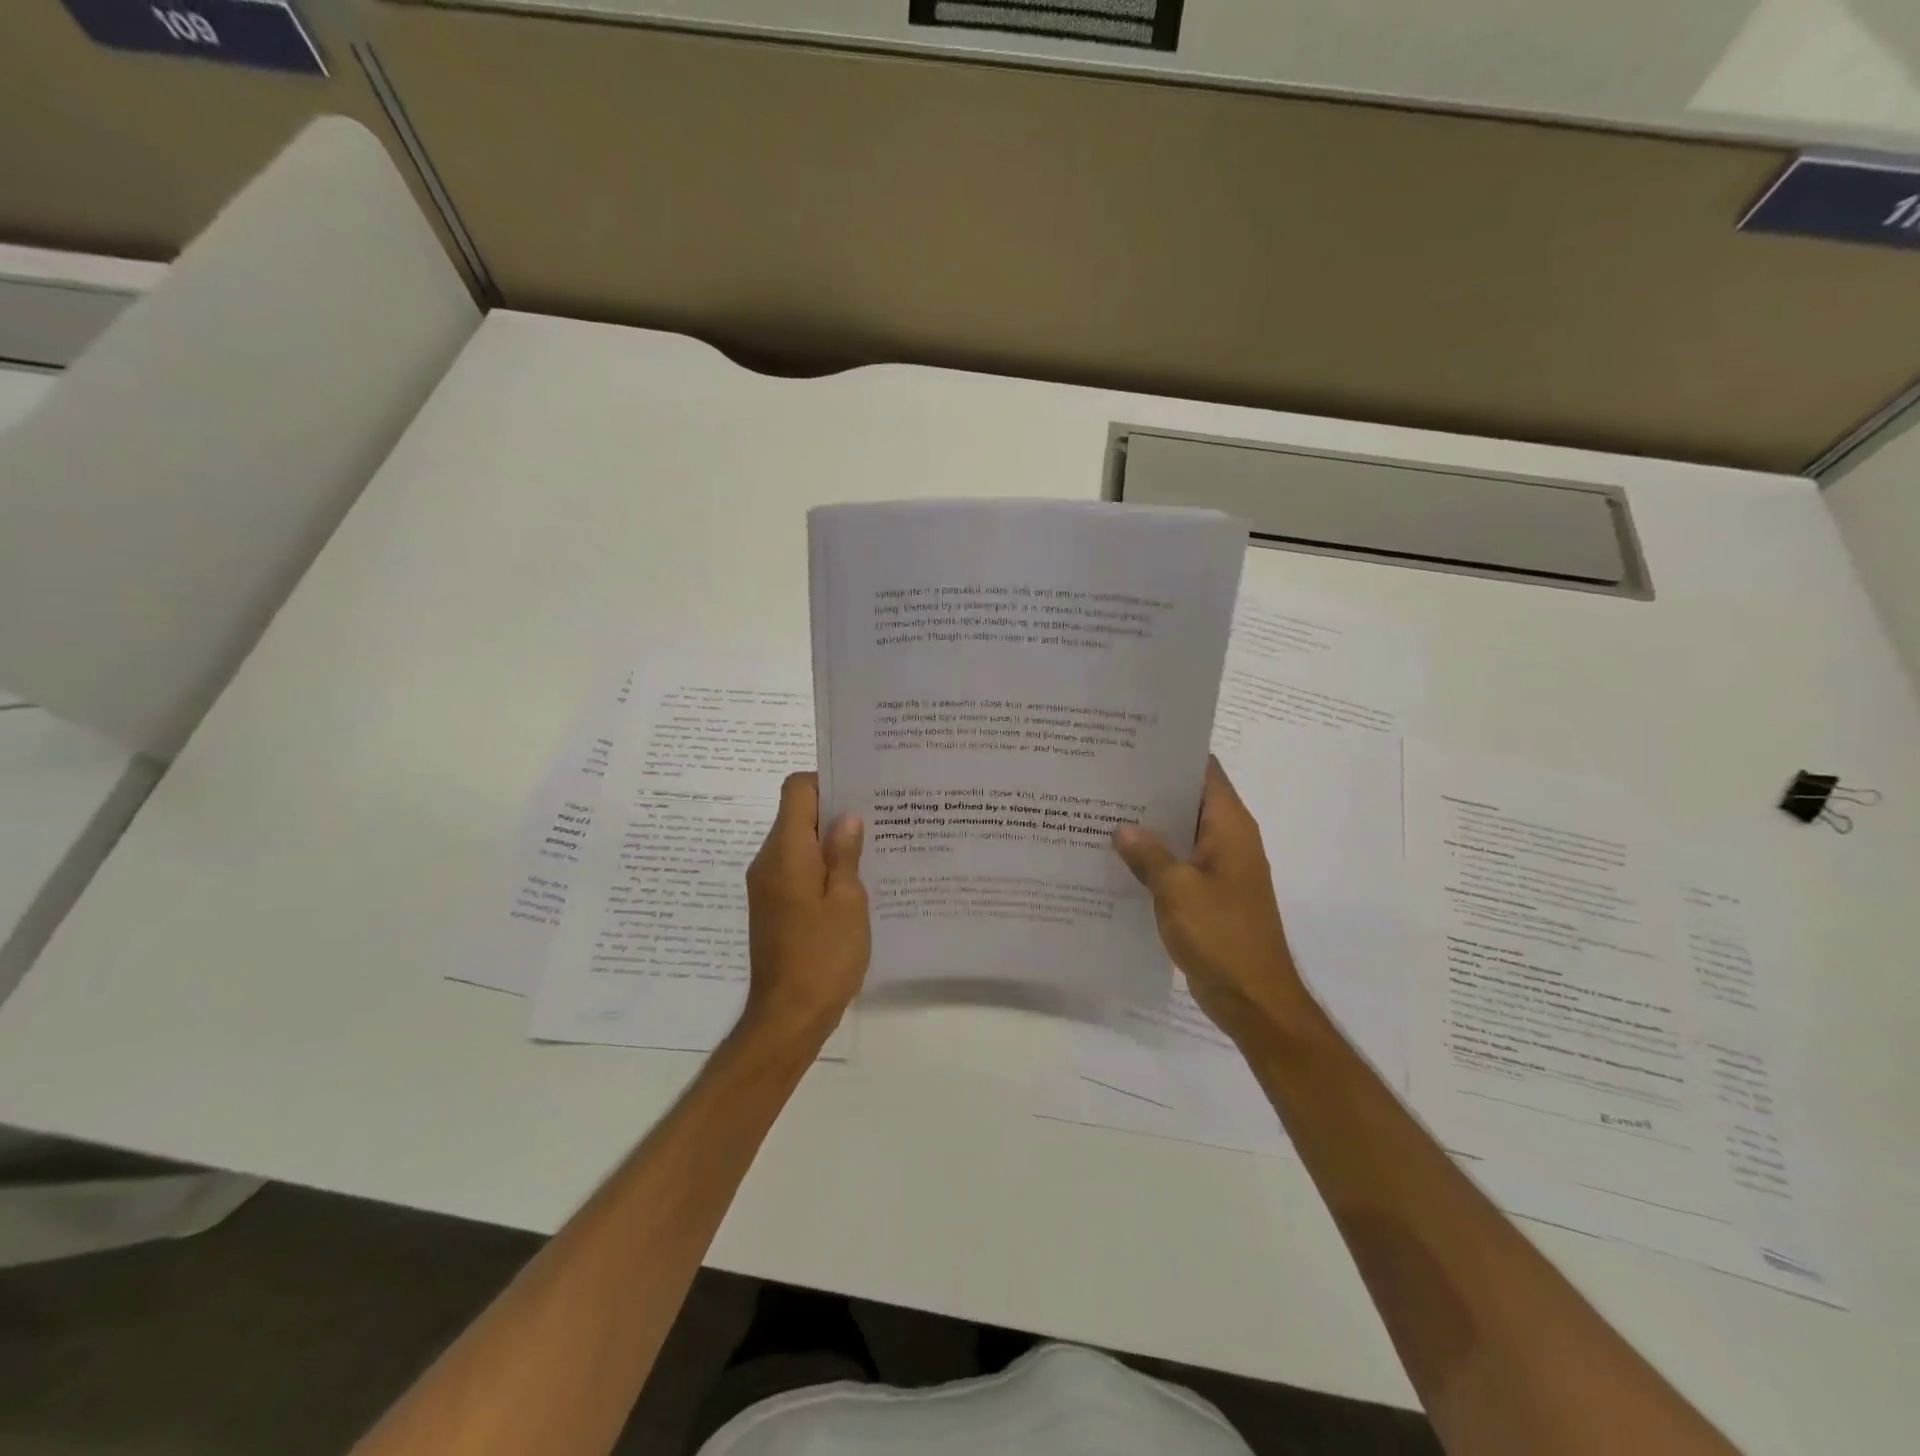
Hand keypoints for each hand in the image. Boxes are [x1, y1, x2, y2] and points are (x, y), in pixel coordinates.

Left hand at [742, 773, 869, 1039]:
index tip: (860, 792)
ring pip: (797, 842)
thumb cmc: (823, 956)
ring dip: (829, 840)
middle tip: (878, 818)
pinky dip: (821, 865)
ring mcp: (766, 885)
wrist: (788, 1016)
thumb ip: (845, 853)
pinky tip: (853, 882)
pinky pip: (796, 868)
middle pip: (796, 813)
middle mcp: (768, 861)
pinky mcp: (772, 905)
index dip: (827, 781)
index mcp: (786, 852)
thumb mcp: (848, 901)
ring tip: (871, 849)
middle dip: (834, 811)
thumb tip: (846, 817)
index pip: (796, 789)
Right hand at [1114, 756, 1312, 1041]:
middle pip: (1188, 800)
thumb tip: (1122, 828)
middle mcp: (1228, 840)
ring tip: (1100, 810)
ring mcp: (1218, 869)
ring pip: (1179, 834)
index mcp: (1230, 827)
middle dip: (1149, 789)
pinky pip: (1176, 865)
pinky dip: (1151, 859)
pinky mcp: (1207, 895)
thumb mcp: (1177, 890)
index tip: (1131, 744)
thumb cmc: (1222, 936)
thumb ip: (1148, 854)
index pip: (1204, 771)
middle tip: (1102, 776)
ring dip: (1148, 827)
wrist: (1253, 999)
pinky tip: (1114, 859)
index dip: (1172, 753)